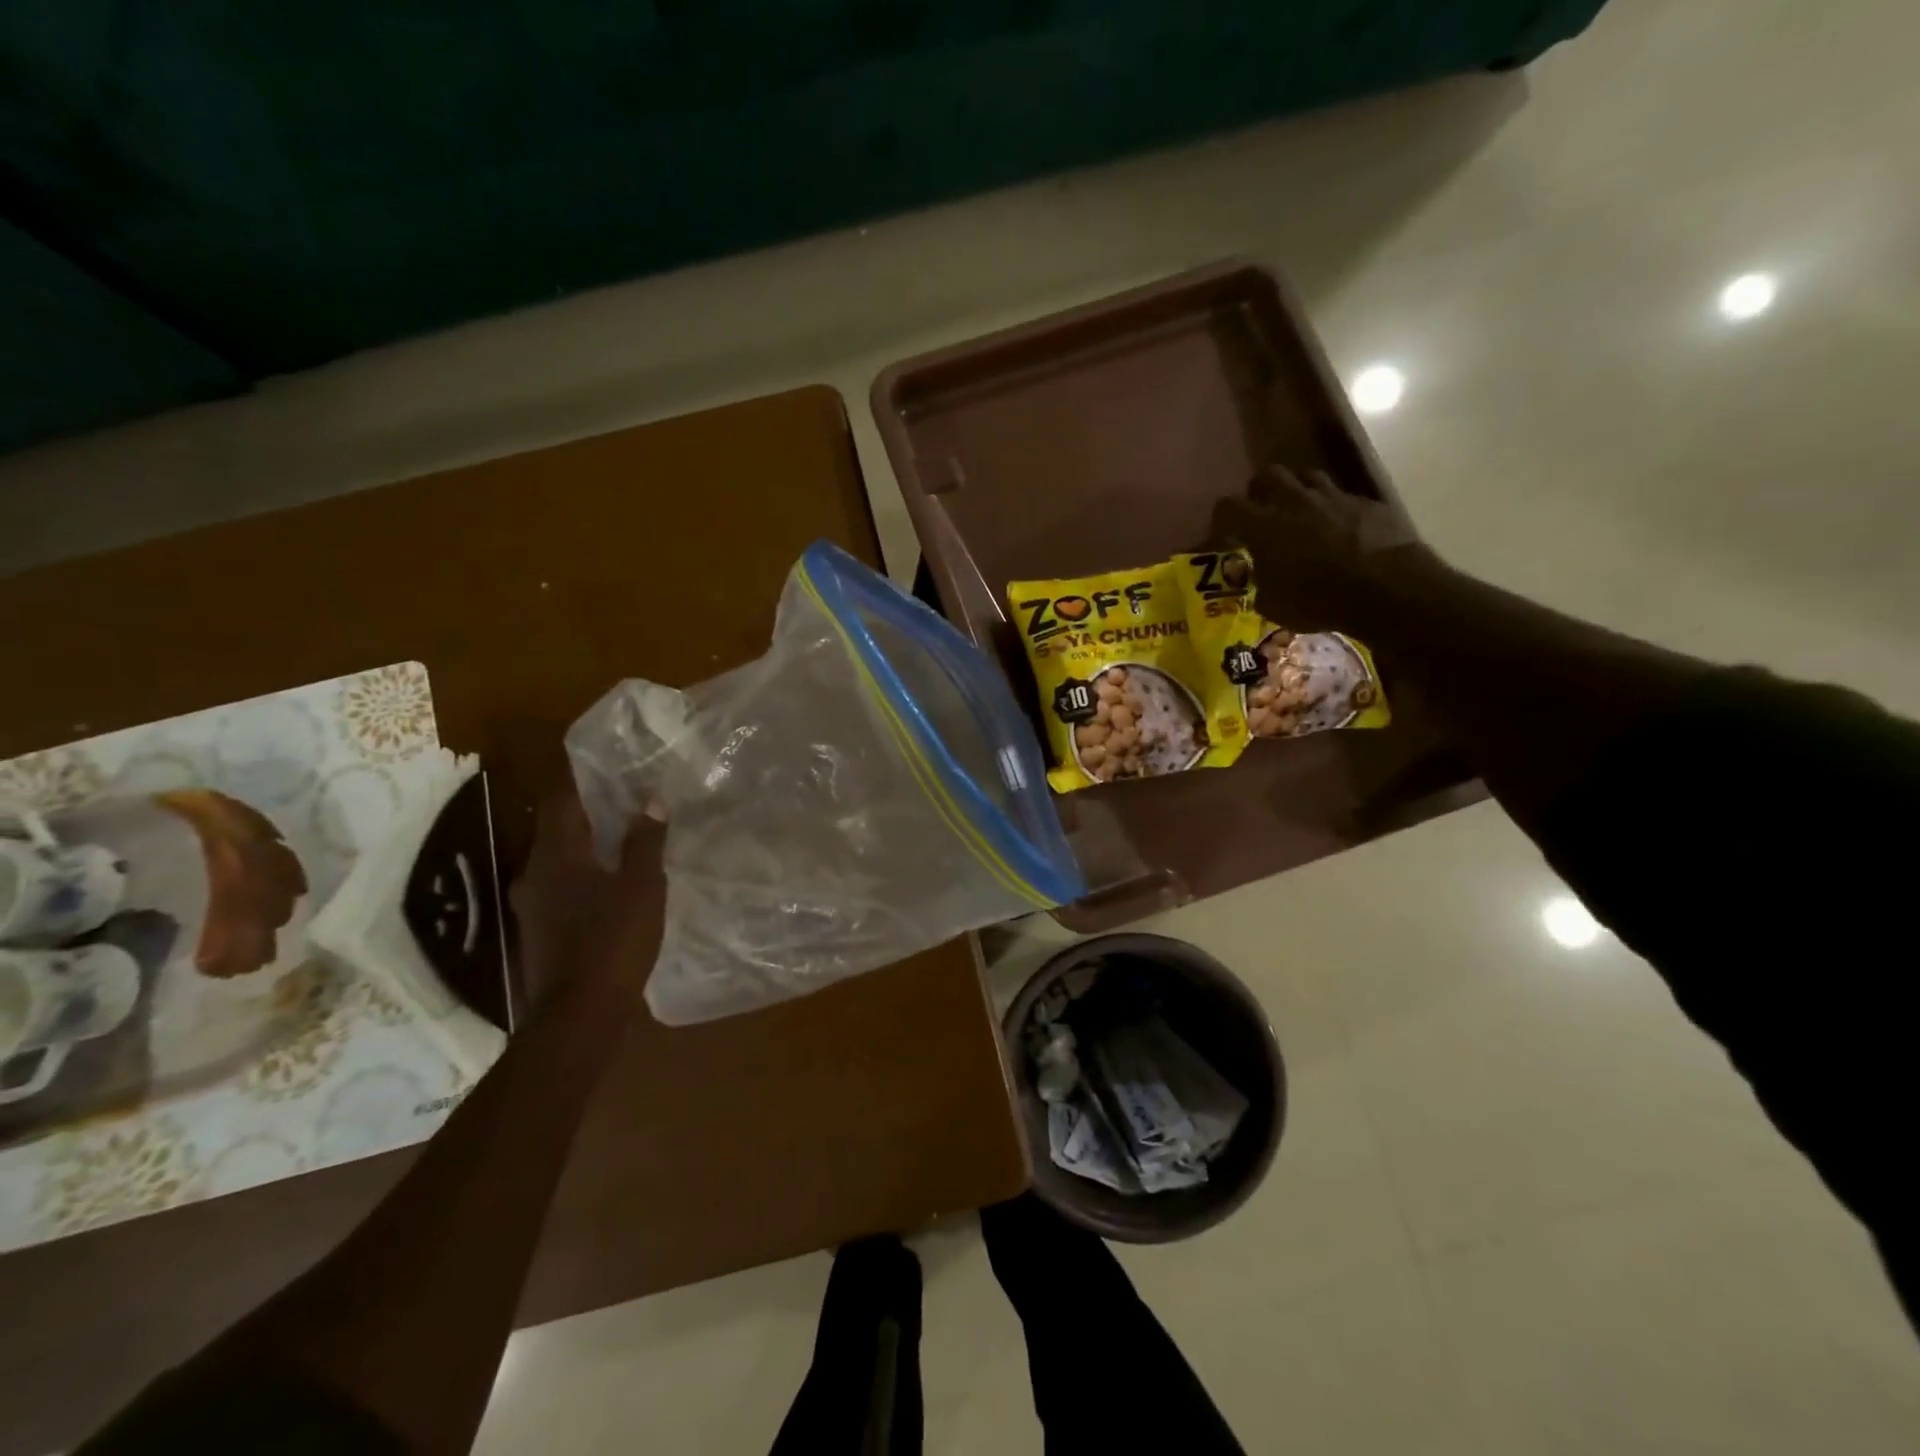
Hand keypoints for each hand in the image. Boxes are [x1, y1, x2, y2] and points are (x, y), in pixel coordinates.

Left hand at [509, 785, 665, 1010]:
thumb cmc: (612, 939)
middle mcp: (534, 874)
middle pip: (558, 829)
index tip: (602, 762)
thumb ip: (644, 841)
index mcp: (556, 855)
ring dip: (586, 846)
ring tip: (622, 838)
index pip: (561, 800)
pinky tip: (610, 882)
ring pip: (559, 861)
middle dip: (587, 812)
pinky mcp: (539, 931)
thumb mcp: (641, 885)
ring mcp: (532, 906)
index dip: (578, 778)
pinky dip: (583, 875)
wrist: (579, 1013)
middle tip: (624, 798)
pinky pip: (561, 888)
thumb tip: (650, 799)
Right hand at [1211, 466, 1432, 626]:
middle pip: (1268, 475)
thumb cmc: (1319, 601)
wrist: (1386, 588)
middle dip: (1259, 490)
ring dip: (1298, 490)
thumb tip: (1262, 579)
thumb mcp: (1275, 606)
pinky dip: (1333, 507)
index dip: (1222, 518)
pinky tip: (1338, 528)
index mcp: (1264, 526)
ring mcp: (1333, 497)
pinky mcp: (1365, 502)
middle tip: (1261, 511)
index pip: (1228, 507)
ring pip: (1307, 476)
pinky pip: (1342, 496)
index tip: (1224, 532)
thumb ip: (1261, 585)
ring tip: (1299, 512)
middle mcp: (1295, 501)